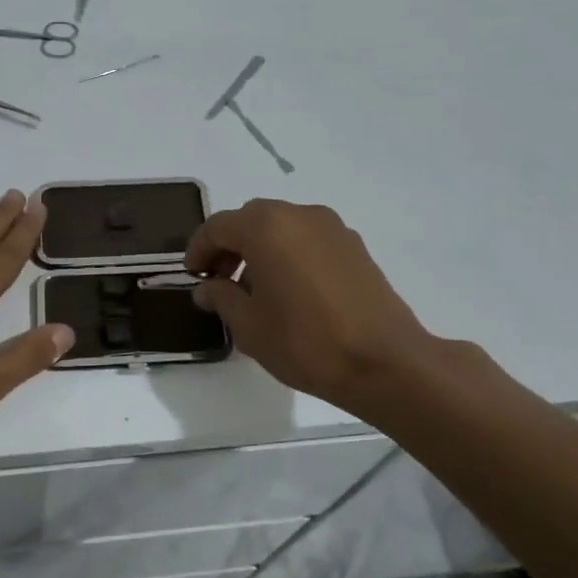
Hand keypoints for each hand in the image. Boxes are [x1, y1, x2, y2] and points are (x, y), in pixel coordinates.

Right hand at [185, 199, 436, 416]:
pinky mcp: (354, 246)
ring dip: (260, 248)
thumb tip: (208, 288)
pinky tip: (289, 291)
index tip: (193, 277)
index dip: (199, 250)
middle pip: (250, 219)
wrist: (384, 362)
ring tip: (254, 289)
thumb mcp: (248, 326)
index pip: (218, 226)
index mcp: (266, 227)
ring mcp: (332, 228)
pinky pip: (307, 239)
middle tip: (219, 280)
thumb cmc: (305, 342)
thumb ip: (221, 298)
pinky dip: (288, 253)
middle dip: (229, 246)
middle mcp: (299, 215)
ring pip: (281, 227)